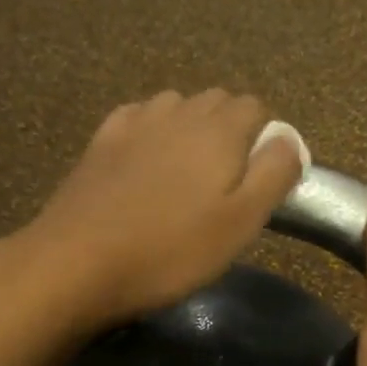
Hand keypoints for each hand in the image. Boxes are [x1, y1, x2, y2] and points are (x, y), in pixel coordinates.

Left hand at [14, 89, 304, 330]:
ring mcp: (135, 122)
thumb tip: (289, 140)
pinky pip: (138, 119)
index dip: (264, 141)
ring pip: (176, 107)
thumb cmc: (170, 251)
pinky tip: (145, 164)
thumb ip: (274, 174)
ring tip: (185, 177)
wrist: (78, 263)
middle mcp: (179, 112)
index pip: (256, 109)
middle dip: (230, 133)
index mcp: (219, 129)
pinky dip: (151, 133)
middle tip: (224, 186)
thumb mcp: (241, 223)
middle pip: (217, 102)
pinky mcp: (100, 142)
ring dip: (190, 130)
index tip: (257, 183)